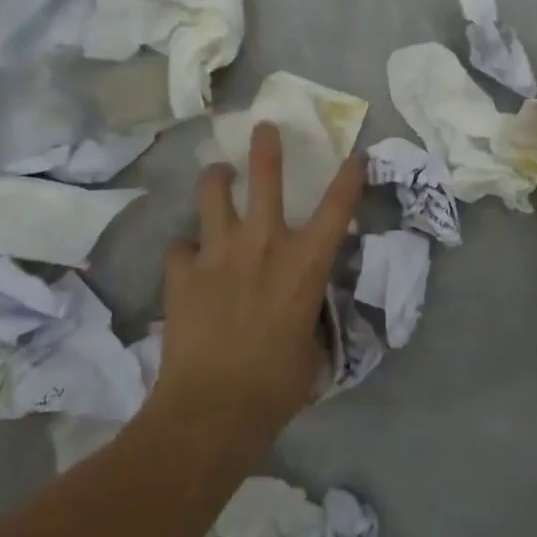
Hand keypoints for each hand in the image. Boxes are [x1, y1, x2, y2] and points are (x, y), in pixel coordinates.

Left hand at [158, 122, 363, 432]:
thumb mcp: (312, 348)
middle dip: (267, 147)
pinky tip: (188, 260)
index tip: (355, 155)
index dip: (350, 176)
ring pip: (213, 195)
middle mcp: (263, 245)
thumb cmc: (276, 385)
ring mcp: (217, 255)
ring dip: (216, 180)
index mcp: (304, 264)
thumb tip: (299, 311)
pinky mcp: (181, 275)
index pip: (337, 208)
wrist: (212, 409)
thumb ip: (308, 316)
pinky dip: (187, 250)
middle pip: (264, 178)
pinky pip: (181, 247)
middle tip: (264, 127)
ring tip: (218, 174)